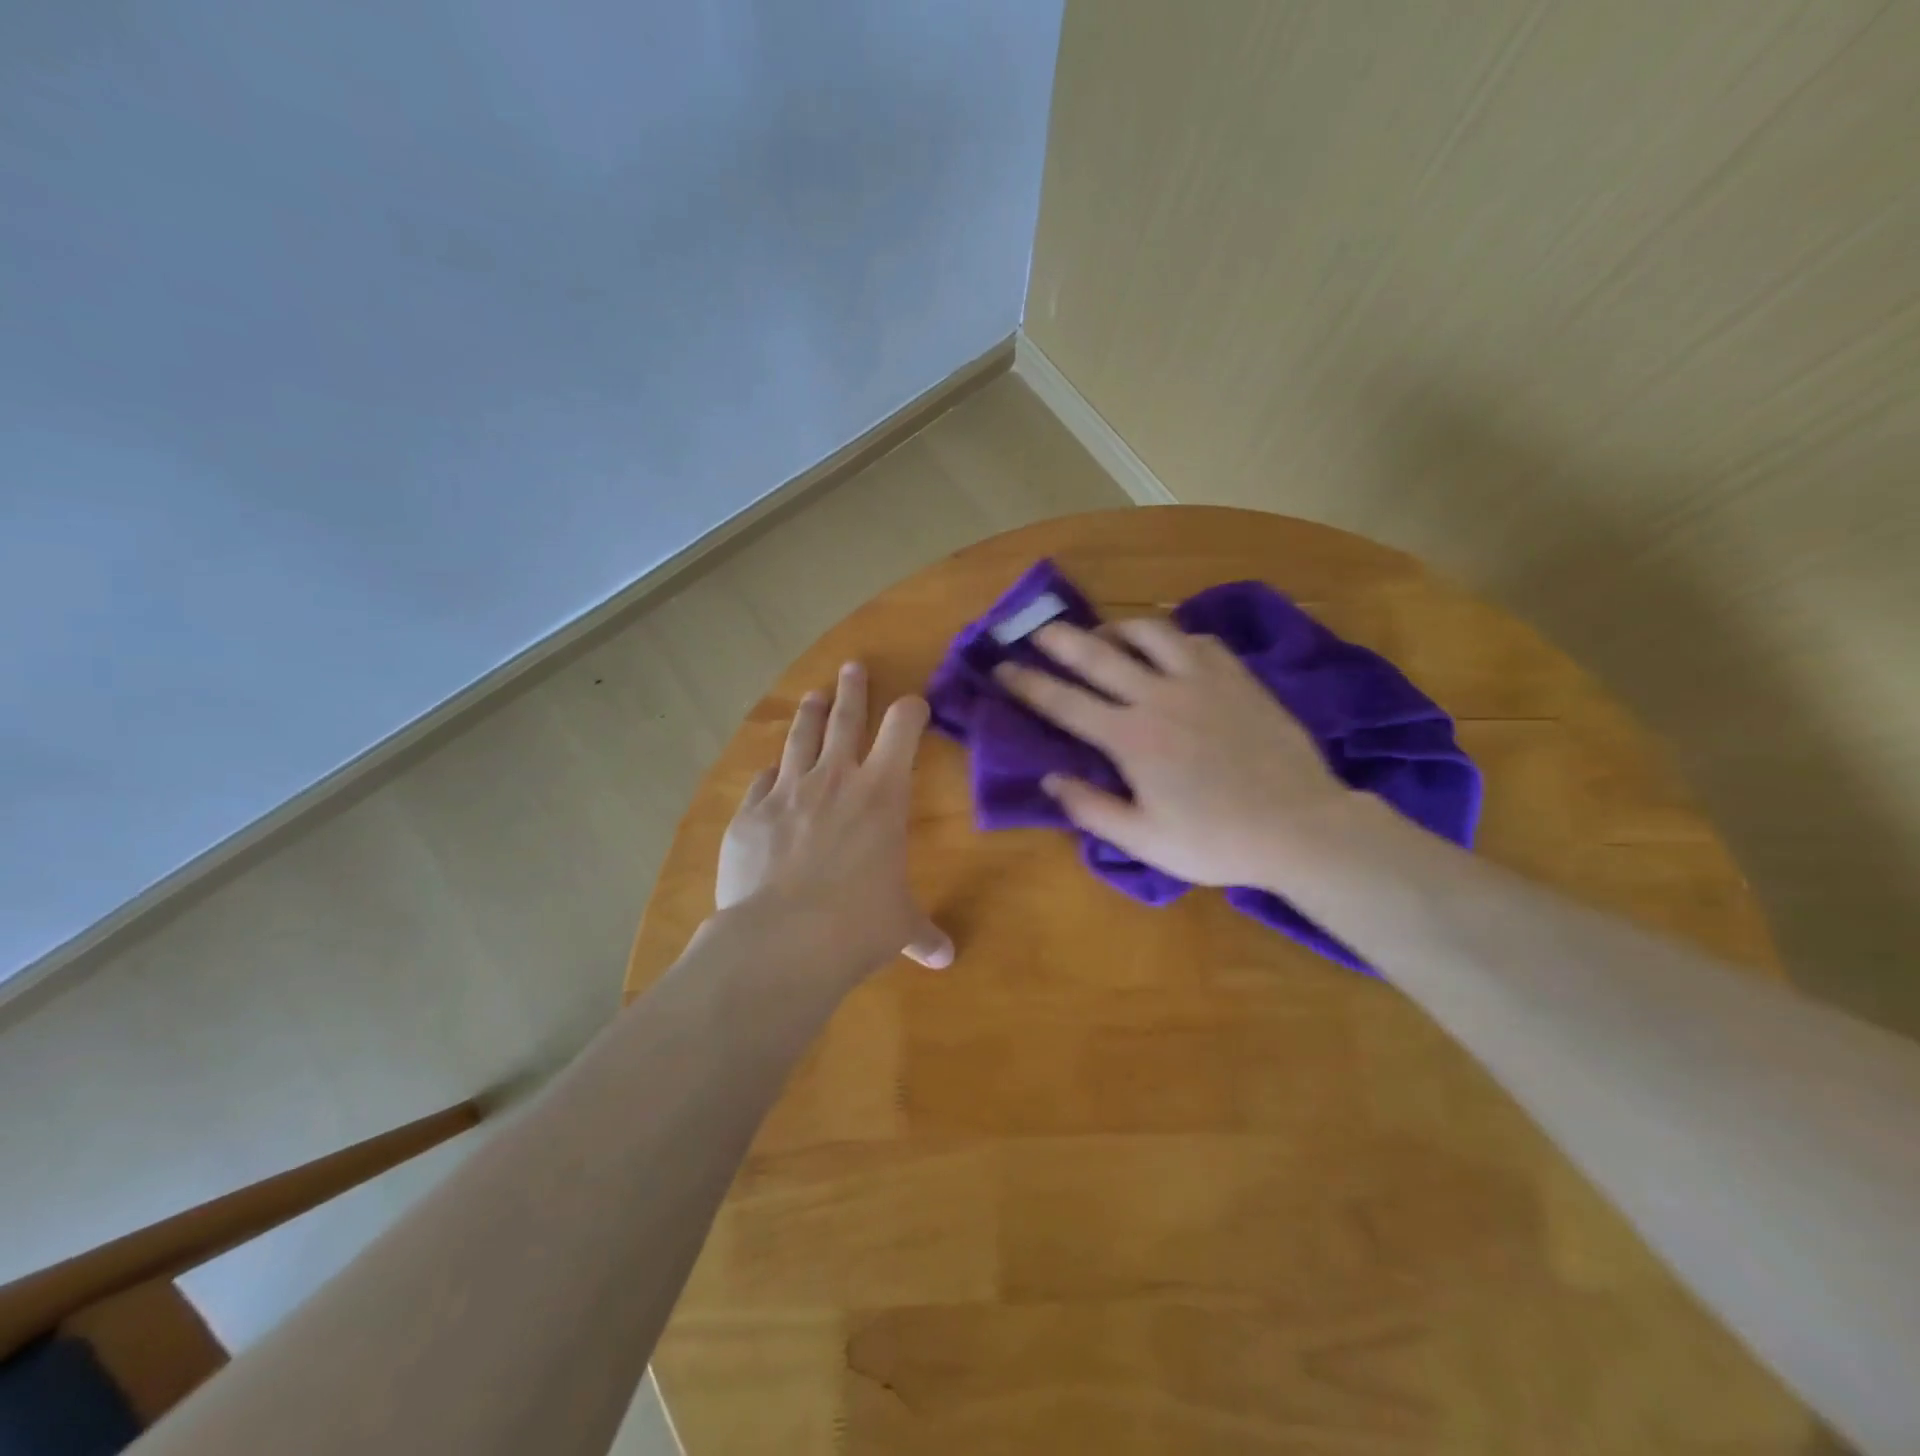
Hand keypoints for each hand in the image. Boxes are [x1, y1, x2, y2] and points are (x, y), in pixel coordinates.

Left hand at [716, 661, 952, 975]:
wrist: (784, 939)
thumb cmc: (859, 924)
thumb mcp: (899, 926)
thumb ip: (922, 934)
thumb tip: (946, 959)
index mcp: (882, 793)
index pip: (903, 729)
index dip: (911, 710)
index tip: (915, 703)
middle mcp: (835, 779)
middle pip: (845, 718)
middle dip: (853, 690)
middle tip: (852, 667)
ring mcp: (788, 792)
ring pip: (800, 738)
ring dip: (809, 714)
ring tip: (813, 696)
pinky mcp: (750, 814)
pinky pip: (762, 781)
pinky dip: (770, 773)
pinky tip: (770, 771)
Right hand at [994, 619, 1352, 890]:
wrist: (1300, 826)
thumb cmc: (1216, 841)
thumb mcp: (1144, 841)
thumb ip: (1091, 808)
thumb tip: (1050, 778)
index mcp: (1131, 738)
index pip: (1065, 703)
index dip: (1027, 684)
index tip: (1001, 668)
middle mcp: (1159, 697)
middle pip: (1099, 655)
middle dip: (1061, 640)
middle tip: (1038, 630)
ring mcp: (1202, 680)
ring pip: (1150, 633)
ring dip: (1118, 628)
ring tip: (1106, 634)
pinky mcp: (1237, 677)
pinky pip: (1196, 640)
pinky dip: (1173, 637)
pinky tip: (1169, 648)